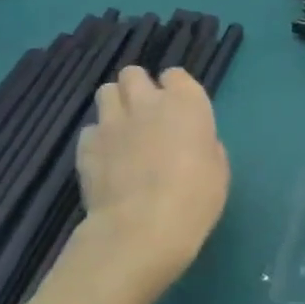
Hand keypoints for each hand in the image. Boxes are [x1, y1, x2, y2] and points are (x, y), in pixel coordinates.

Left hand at [69, 66, 228, 303]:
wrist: (142, 228)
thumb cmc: (195, 198)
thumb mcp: (218, 169)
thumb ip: (204, 145)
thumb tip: (192, 143)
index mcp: (186, 103)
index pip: (175, 75)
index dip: (175, 90)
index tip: (179, 110)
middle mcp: (147, 102)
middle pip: (133, 75)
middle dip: (138, 88)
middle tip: (146, 114)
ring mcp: (112, 122)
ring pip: (106, 93)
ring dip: (116, 106)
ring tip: (123, 131)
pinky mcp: (86, 146)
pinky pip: (90, 130)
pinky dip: (97, 139)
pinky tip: (106, 159)